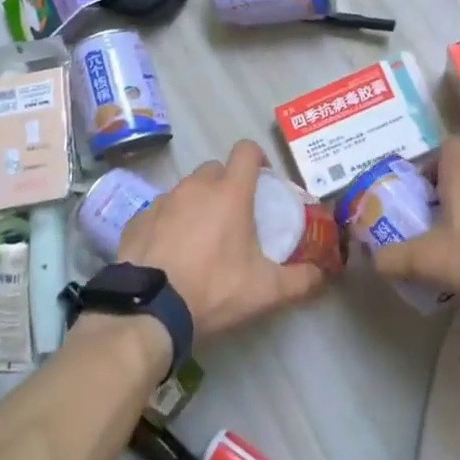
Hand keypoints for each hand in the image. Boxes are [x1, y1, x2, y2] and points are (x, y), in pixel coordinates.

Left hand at [118, 140, 326, 337]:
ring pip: (186, 189)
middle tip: (235, 215)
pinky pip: (160, 211)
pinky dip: (169, 222)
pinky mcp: (138, 218)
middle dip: (227, 184)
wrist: (149, 309)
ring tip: (201, 237)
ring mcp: (162, 200)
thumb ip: (300, 280)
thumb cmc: (213, 289)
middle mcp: (195, 187)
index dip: (258, 158)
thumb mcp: (265, 291)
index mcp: (229, 193)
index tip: (263, 179)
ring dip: (197, 203)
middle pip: (215, 169)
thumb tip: (322, 274)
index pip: (246, 150)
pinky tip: (171, 251)